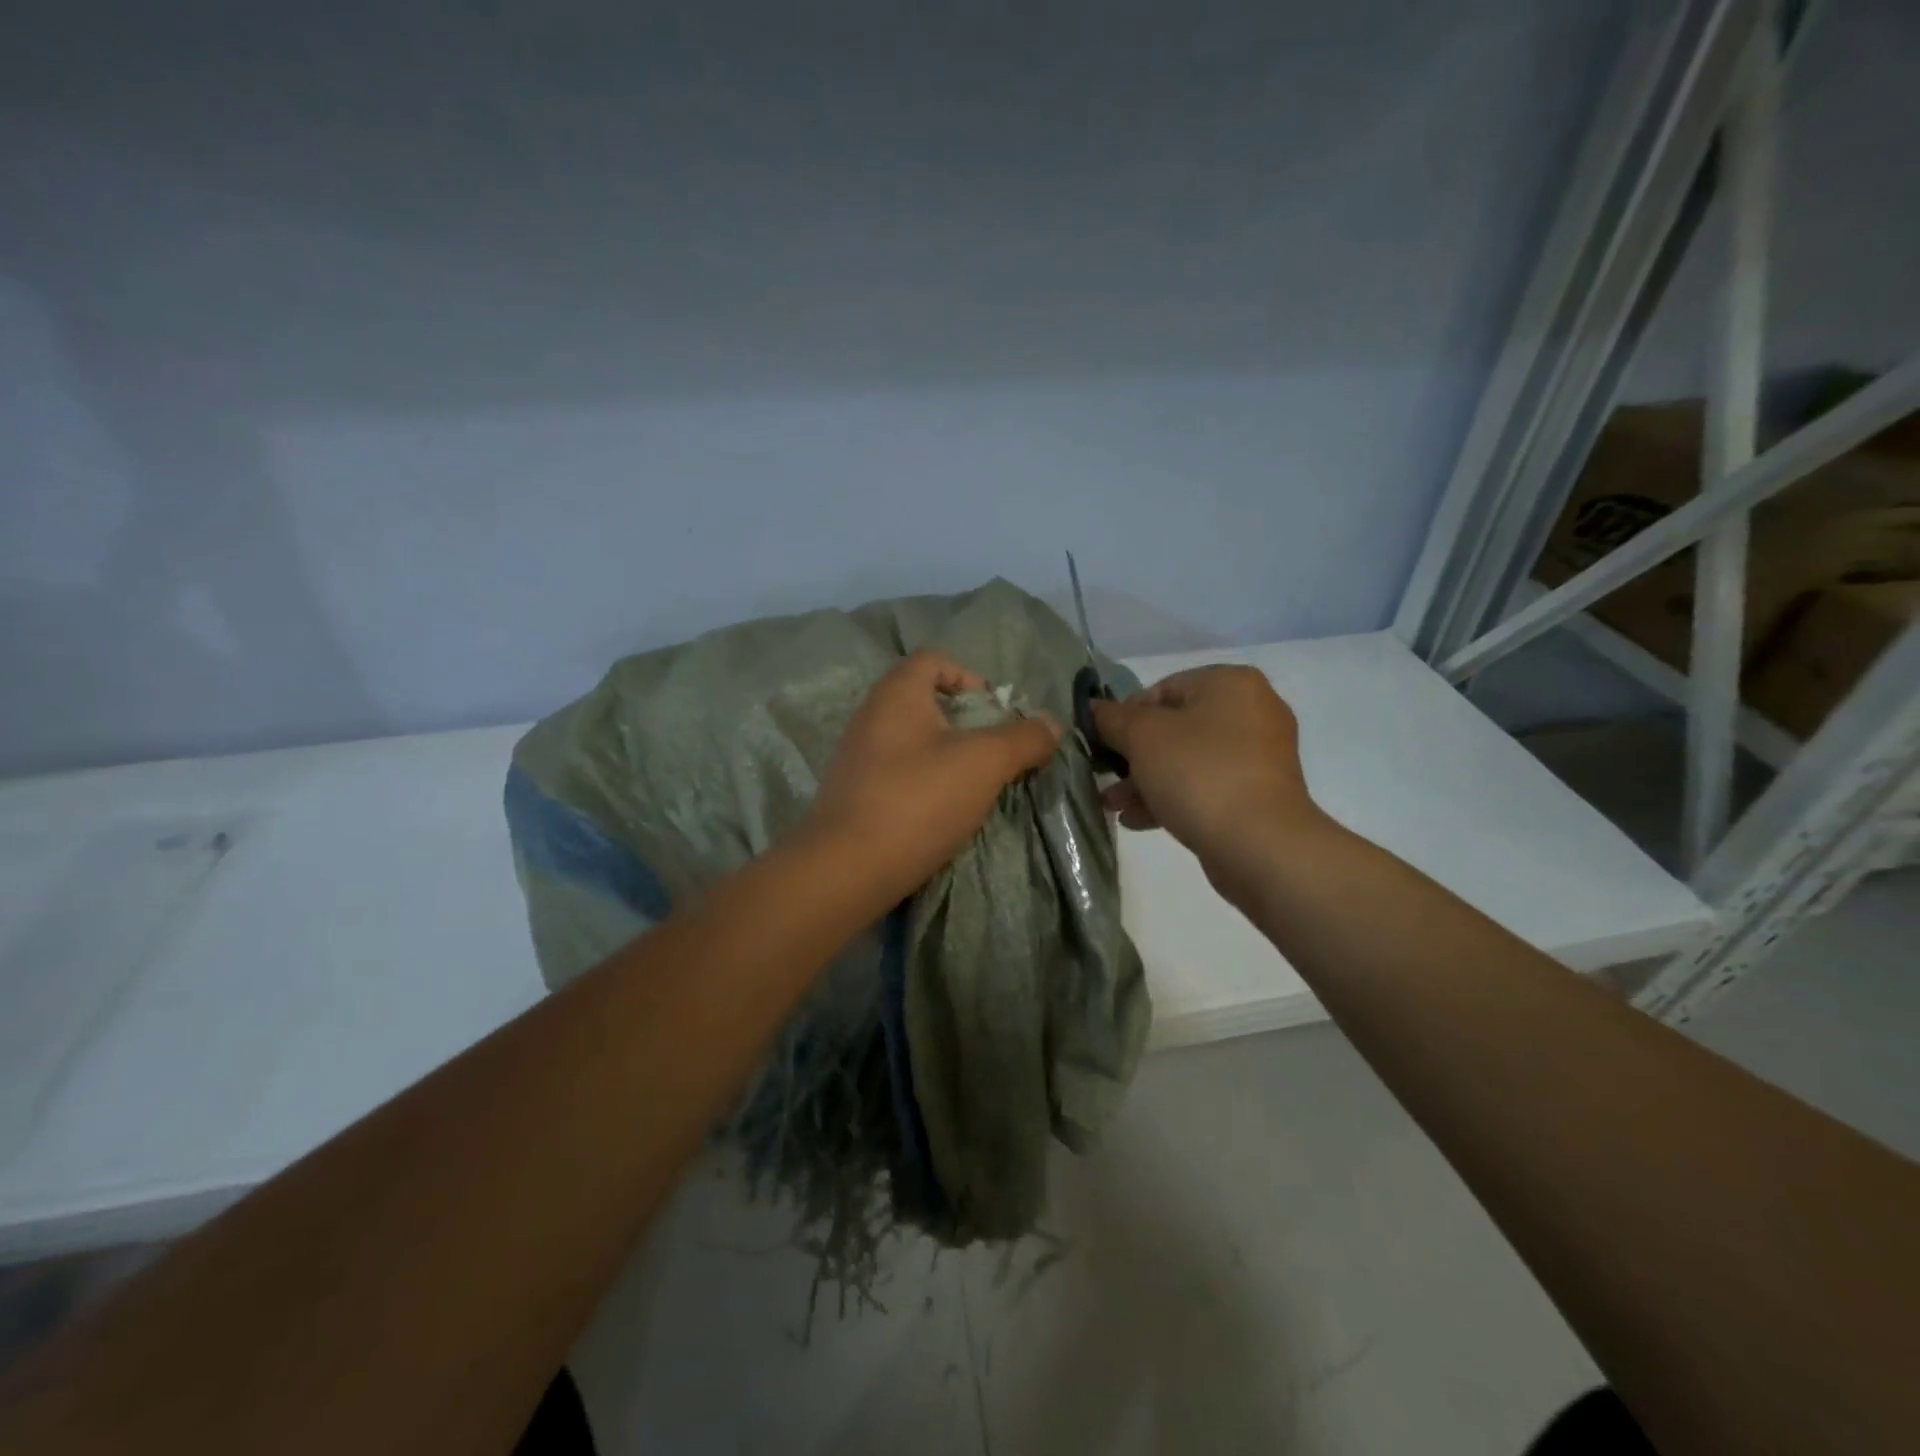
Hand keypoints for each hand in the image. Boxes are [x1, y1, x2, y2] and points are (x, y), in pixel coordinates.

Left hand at [807, 651, 1061, 904]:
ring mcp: (859, 757)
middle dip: (968, 724)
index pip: (935, 660)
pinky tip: (945, 813)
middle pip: (927, 702)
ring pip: (916, 742)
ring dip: (950, 758)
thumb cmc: (917, 800)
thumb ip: (1023, 738)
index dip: (971, 678)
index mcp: (897, 693)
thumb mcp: (984, 763)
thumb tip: (1052, 724)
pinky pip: (901, 775)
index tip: (996, 714)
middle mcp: (871, 716)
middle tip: (996, 754)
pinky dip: (927, 785)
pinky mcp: (855, 794)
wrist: (846, 870)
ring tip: (976, 787)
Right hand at [1091, 665, 1325, 882]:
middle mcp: (1252, 711)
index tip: (1102, 746)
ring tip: (1113, 806)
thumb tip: (1094, 709)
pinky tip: (1138, 821)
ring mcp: (1259, 756)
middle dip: (1133, 756)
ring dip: (1146, 781)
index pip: (1161, 689)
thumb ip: (1112, 718)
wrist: (1259, 844)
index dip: (1124, 717)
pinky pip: (1205, 787)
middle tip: (1103, 778)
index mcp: (1230, 683)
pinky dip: (1172, 798)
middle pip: (1174, 727)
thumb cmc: (1198, 774)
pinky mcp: (1258, 794)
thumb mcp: (1142, 737)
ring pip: (1187, 760)